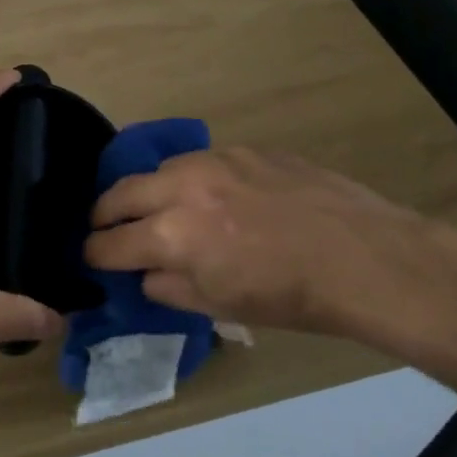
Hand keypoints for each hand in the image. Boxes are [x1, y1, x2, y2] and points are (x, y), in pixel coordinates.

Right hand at [83, 147, 456, 345]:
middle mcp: (182, 188)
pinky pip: (199, 161)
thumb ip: (169, 287)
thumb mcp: (221, 307)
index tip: (92, 258)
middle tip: (107, 229)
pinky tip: (213, 197)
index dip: (94, 254)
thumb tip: (145, 272)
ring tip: (160, 209)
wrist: (364, 258)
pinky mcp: (244, 149)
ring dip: (148, 192)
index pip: (110, 243)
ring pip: (157, 170)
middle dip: (105, 215)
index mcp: (173, 236)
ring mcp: (214, 161)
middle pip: (118, 193)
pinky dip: (190, 180)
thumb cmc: (292, 297)